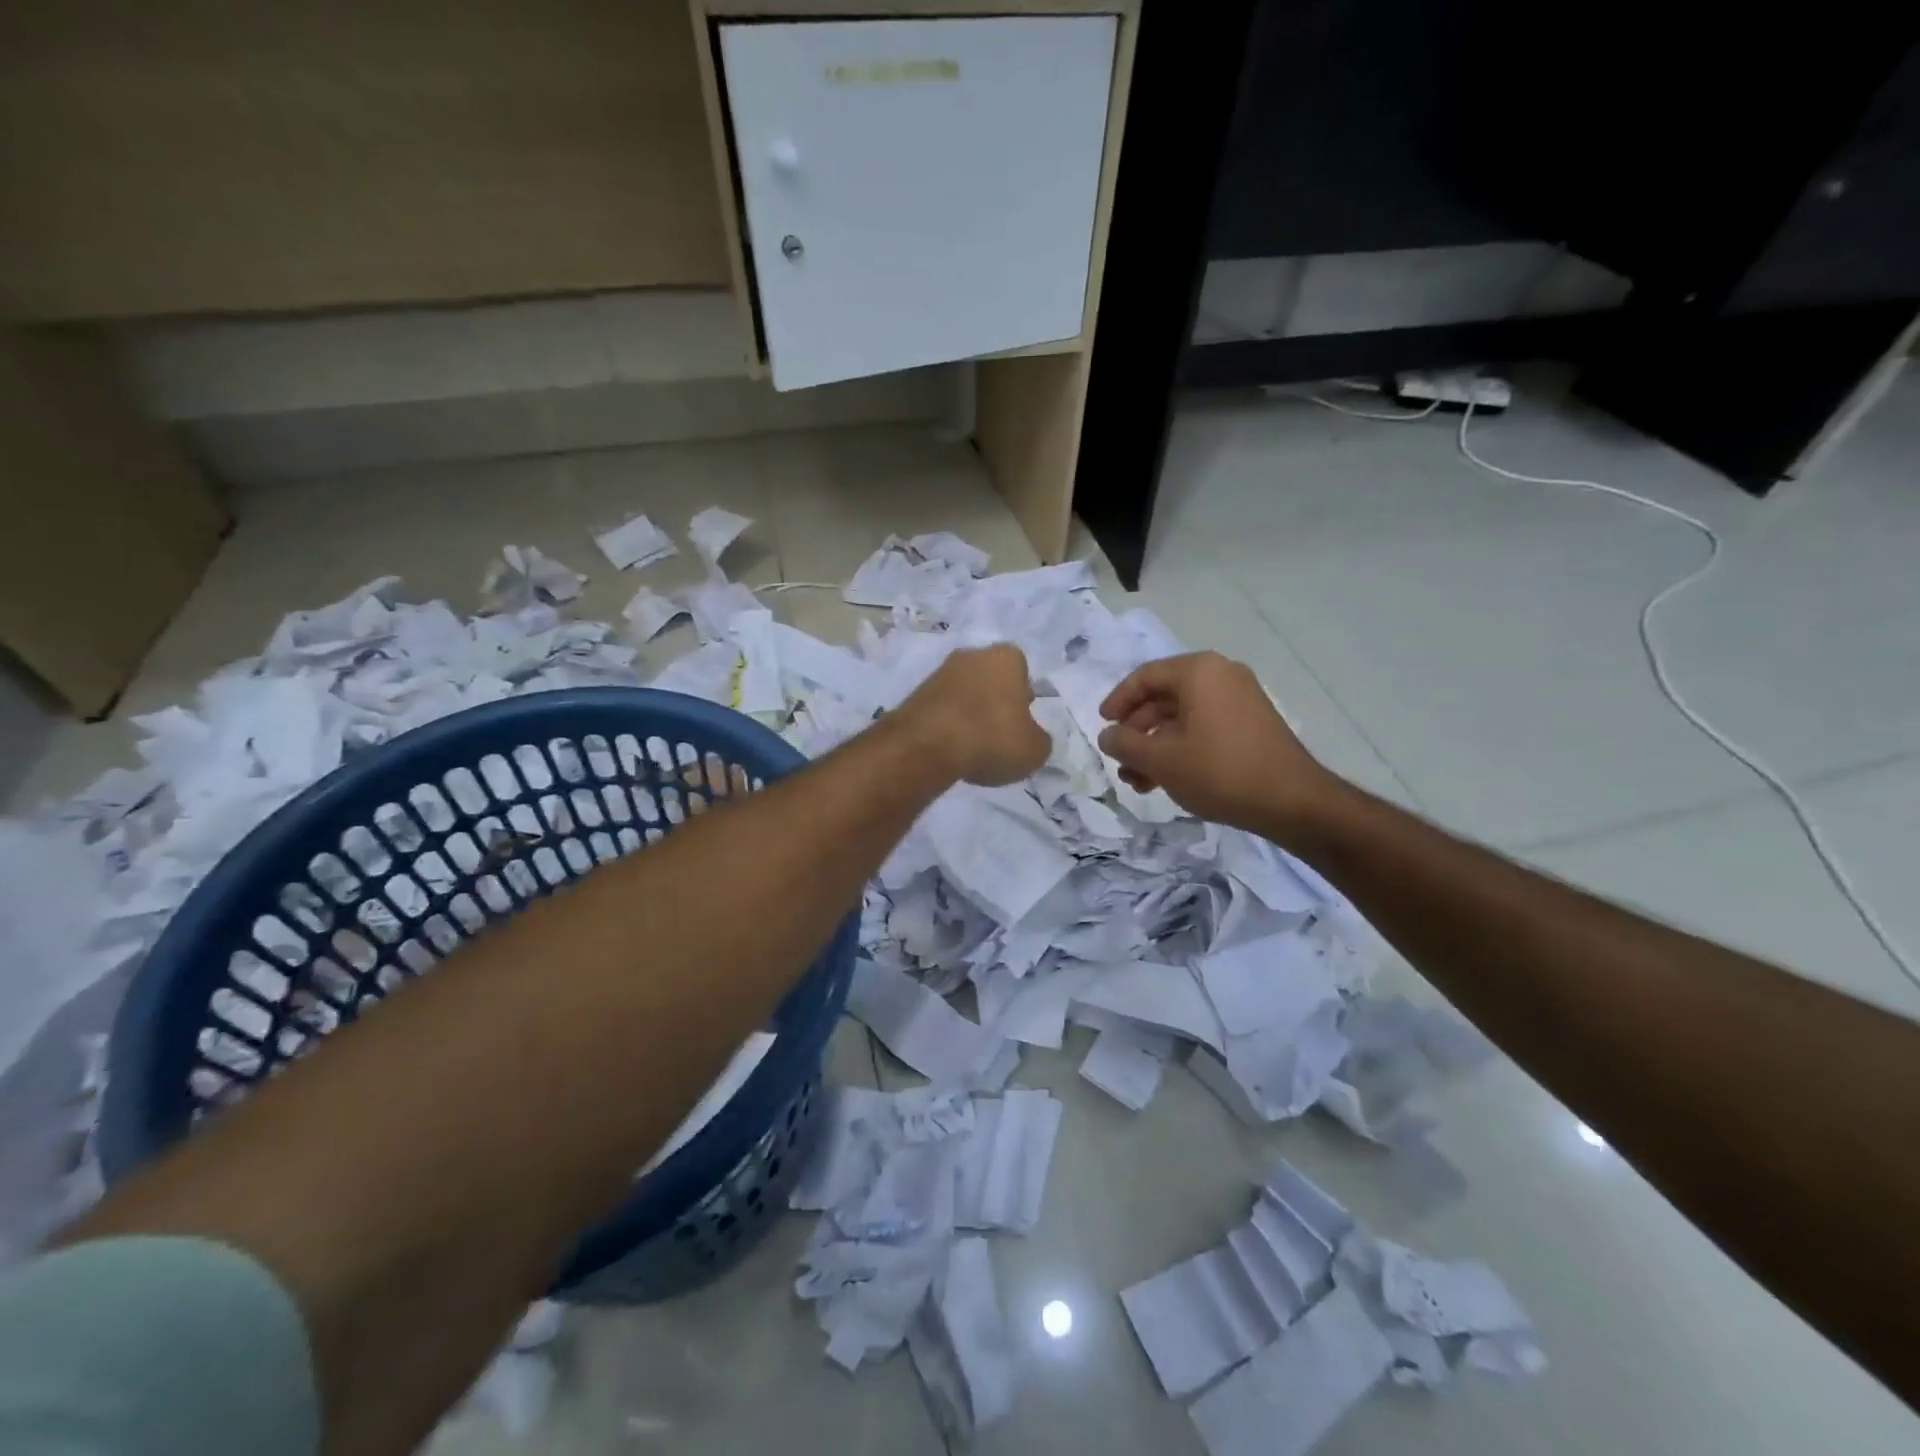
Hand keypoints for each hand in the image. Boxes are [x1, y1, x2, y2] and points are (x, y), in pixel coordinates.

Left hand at [897, 644, 1051, 786]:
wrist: (926, 747)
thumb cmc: (991, 738)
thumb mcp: (1034, 750)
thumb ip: (1039, 739)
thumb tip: (1031, 737)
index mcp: (1006, 657)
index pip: (1022, 670)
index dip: (1023, 697)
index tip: (1021, 722)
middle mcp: (971, 655)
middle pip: (991, 679)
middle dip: (995, 702)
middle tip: (998, 735)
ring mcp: (939, 672)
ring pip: (964, 693)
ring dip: (969, 714)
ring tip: (973, 748)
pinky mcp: (915, 694)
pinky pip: (942, 709)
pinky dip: (947, 725)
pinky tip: (950, 749)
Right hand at [1097, 652, 1336, 836]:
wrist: (1291, 801)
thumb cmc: (1218, 770)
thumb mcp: (1160, 759)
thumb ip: (1125, 744)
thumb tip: (1107, 736)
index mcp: (1199, 671)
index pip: (1145, 677)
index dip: (1118, 701)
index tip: (1103, 726)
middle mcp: (1221, 675)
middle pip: (1163, 698)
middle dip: (1137, 732)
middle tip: (1121, 761)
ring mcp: (1240, 699)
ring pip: (1182, 717)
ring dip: (1156, 747)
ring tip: (1139, 782)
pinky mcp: (1250, 724)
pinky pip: (1203, 727)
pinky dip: (1181, 748)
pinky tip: (1167, 780)